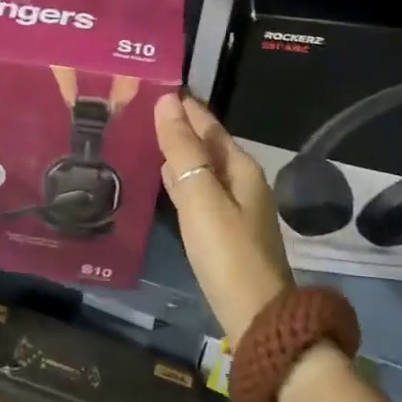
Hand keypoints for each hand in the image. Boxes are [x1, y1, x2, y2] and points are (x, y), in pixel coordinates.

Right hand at [155, 92, 294, 339]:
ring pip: (204, 167)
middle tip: (145, 107)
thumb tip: (167, 102)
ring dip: (181, 151)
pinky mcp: (226, 230)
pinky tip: (167, 178)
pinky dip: (183, 178)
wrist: (256, 316)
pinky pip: (201, 190)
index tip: (157, 85)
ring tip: (150, 135)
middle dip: (181, 125)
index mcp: (240, 167)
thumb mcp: (201, 197)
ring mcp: (237, 207)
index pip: (208, 124)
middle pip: (208, 144)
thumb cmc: (226, 252)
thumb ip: (182, 150)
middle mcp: (243, 181)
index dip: (184, 106)